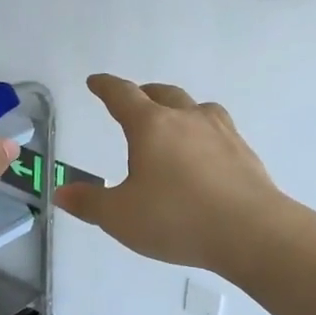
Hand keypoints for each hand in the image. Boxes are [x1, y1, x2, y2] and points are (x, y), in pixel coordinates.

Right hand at [54, 75, 285, 273]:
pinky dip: (204, 134)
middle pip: (163, 94)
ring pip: (197, 107)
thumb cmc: (177, 219)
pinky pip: (219, 131)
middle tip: (135, 100)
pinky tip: (205, 155)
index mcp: (151, 126)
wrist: (253, 233)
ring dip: (180, 109)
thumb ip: (89, 203)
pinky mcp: (245, 153)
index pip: (123, 95)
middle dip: (144, 94)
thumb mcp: (121, 217)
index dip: (106, 86)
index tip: (96, 82)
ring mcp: (221, 133)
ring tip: (174, 123)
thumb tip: (61, 192)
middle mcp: (186, 119)